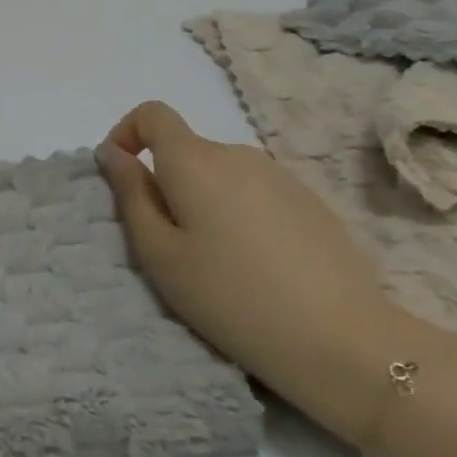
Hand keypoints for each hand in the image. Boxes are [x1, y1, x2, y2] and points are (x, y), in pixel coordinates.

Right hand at [96, 102, 421, 436]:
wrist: (343, 342)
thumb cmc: (230, 296)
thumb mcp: (159, 252)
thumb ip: (130, 194)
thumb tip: (112, 153)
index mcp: (195, 161)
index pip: (152, 115)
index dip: (126, 133)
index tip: (120, 175)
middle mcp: (238, 155)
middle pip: (187, 150)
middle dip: (166, 182)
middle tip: (168, 242)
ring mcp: (281, 177)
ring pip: (221, 174)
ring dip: (203, 199)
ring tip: (215, 258)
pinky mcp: (311, 203)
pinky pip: (255, 192)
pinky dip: (238, 213)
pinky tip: (256, 263)